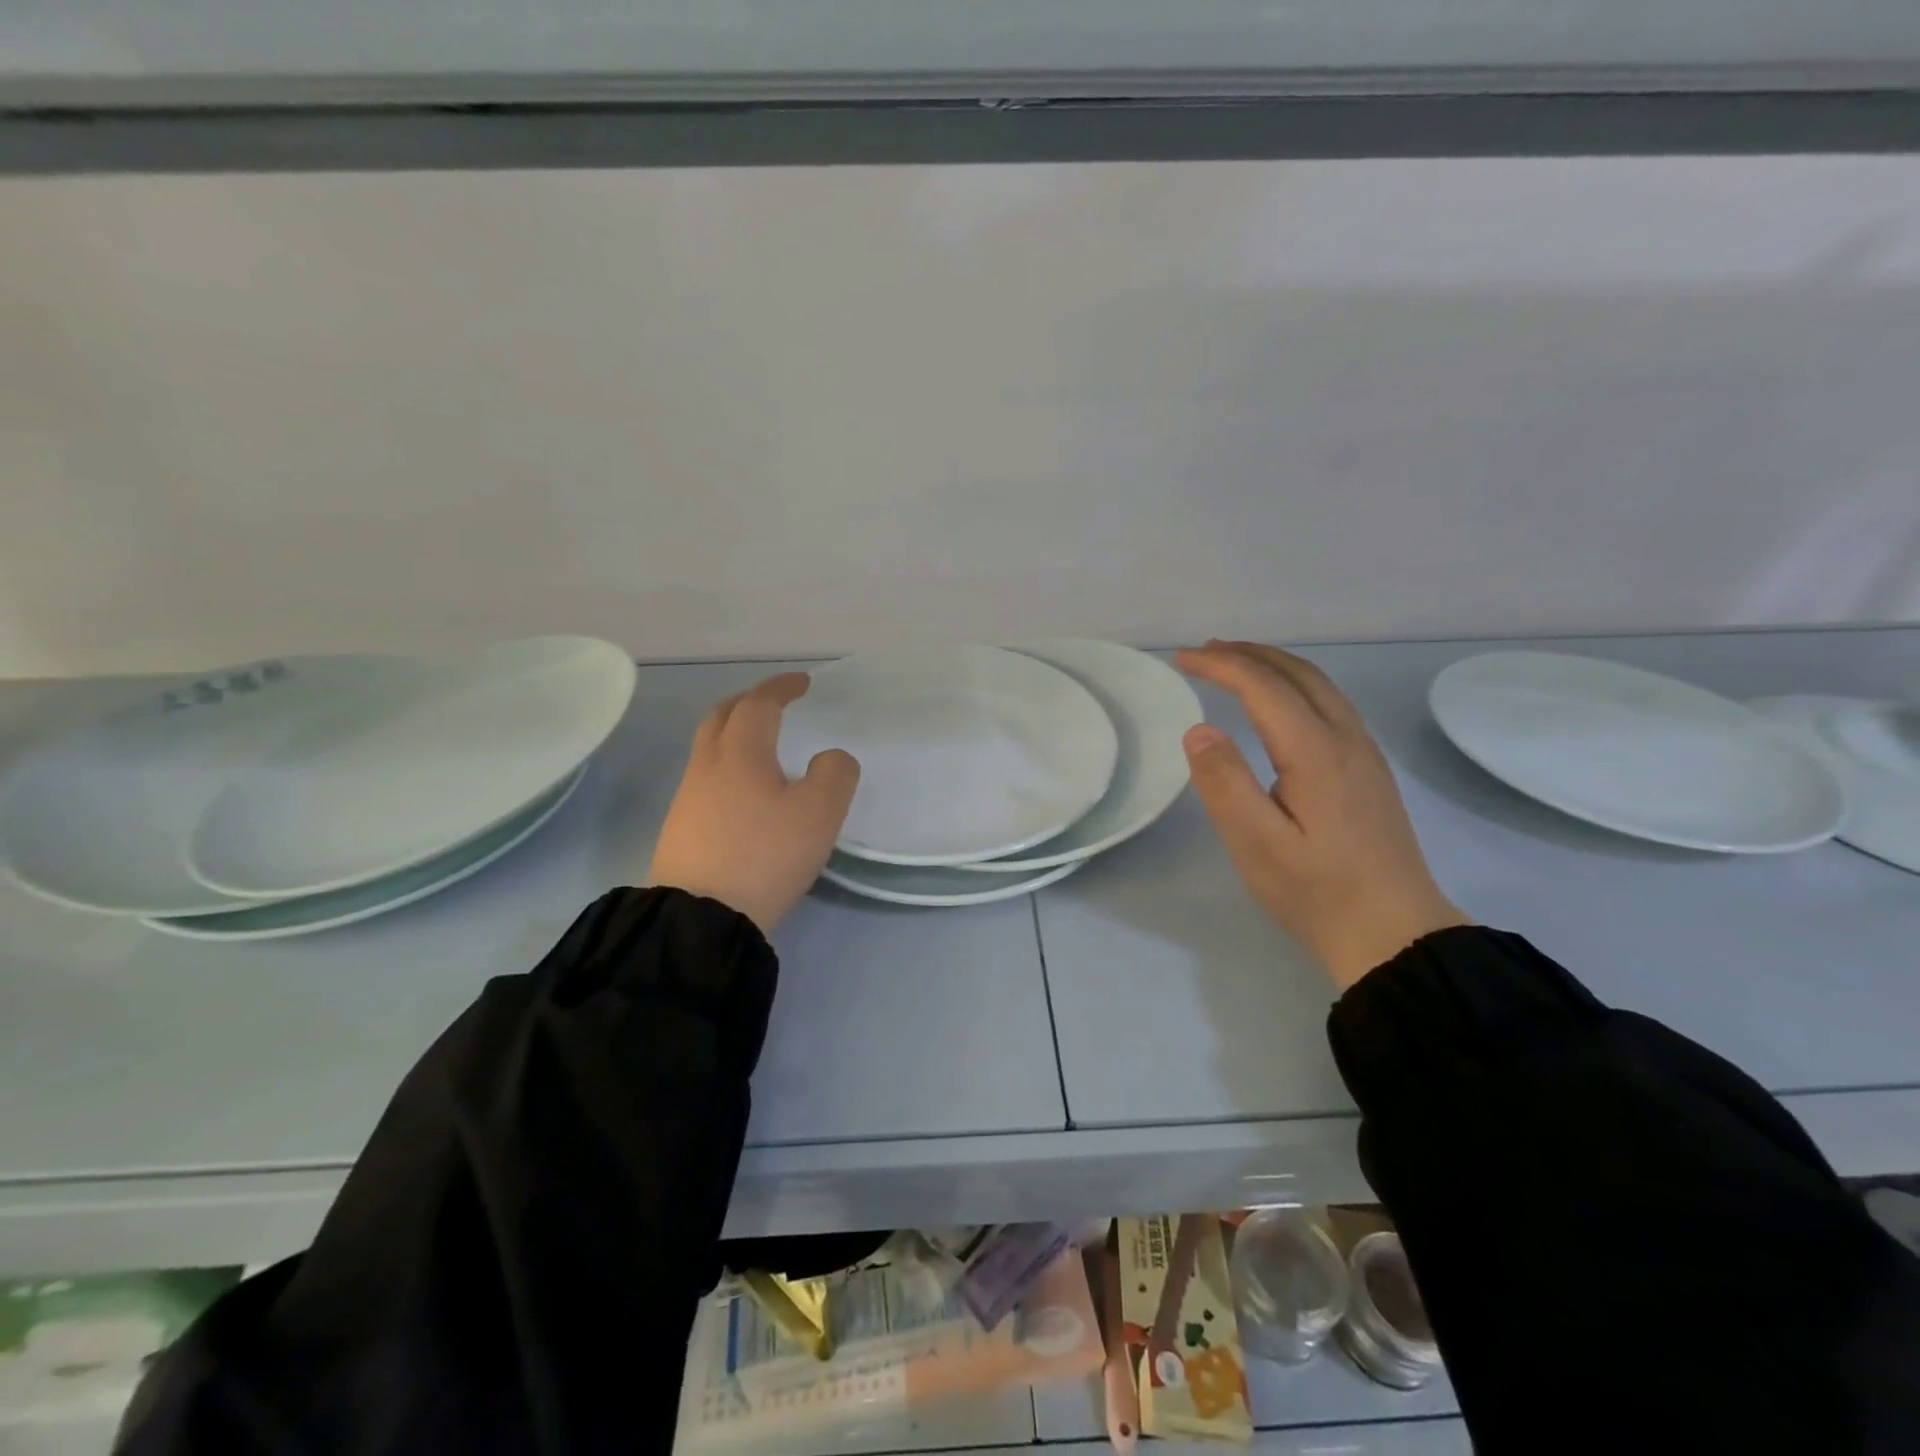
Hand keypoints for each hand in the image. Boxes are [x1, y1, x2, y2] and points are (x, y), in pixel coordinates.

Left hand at [648, 673, 859, 935]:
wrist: (701, 918)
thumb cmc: (765, 855)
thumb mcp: (819, 813)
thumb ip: (834, 774)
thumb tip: (829, 758)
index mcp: (741, 753)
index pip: (759, 704)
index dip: (780, 687)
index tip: (802, 683)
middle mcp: (707, 766)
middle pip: (721, 717)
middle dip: (748, 702)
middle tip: (774, 703)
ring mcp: (688, 799)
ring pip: (708, 748)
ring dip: (733, 734)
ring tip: (761, 746)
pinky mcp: (681, 830)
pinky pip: (704, 779)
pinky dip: (727, 766)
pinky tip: (743, 792)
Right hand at [1177, 641, 1465, 988]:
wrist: (1396, 935)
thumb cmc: (1317, 893)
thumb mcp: (1257, 845)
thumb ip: (1225, 784)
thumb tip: (1199, 729)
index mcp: (1316, 752)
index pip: (1264, 687)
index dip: (1221, 665)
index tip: (1182, 659)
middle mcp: (1347, 740)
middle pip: (1299, 674)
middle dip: (1249, 654)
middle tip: (1204, 652)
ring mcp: (1365, 755)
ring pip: (1321, 686)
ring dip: (1275, 665)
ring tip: (1236, 664)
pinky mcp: (1370, 772)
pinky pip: (1331, 704)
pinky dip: (1296, 685)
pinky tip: (1280, 704)